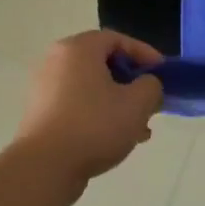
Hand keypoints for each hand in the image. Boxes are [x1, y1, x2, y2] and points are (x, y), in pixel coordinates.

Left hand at [15, 31, 163, 182]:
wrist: (46, 166)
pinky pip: (78, 104)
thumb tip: (146, 85)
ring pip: (92, 87)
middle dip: (132, 83)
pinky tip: (116, 138)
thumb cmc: (95, 125)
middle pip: (103, 64)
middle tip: (151, 101)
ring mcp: (45, 88)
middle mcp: (57, 61)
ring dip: (119, 102)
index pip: (117, 39)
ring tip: (139, 128)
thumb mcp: (138, 103)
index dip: (145, 53)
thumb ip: (151, 86)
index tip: (163, 73)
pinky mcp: (41, 113)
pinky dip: (99, 114)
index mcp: (78, 49)